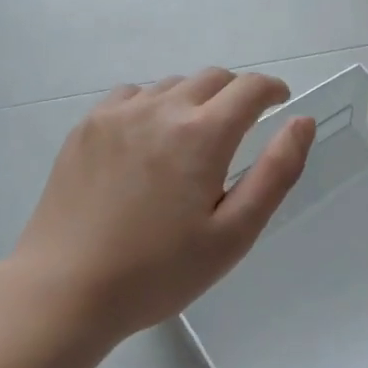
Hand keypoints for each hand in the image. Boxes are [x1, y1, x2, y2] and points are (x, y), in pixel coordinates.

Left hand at [10, 69, 315, 344]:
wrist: (65, 289)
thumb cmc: (159, 271)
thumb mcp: (233, 234)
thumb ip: (276, 172)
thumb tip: (302, 122)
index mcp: (202, 134)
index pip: (250, 88)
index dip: (272, 90)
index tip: (280, 103)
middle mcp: (161, 108)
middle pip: (212, 78)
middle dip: (237, 93)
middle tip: (242, 126)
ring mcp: (118, 114)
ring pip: (172, 86)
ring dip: (195, 100)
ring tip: (193, 140)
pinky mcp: (86, 127)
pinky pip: (132, 96)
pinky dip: (153, 105)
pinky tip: (148, 141)